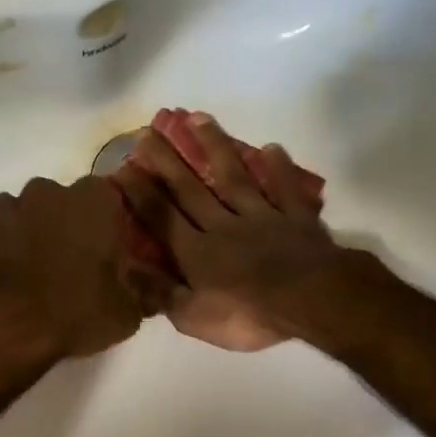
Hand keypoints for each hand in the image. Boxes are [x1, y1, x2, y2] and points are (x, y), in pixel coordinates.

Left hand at [0, 176, 172, 373]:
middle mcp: (45, 191)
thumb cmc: (73, 312)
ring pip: (17, 216)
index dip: (104, 228)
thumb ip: (141, 293)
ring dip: (22, 238)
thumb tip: (154, 290)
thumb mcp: (126, 314)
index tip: (103, 256)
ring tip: (24, 280)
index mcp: (92, 201)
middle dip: (61, 229)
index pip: (106, 201)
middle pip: (58, 204)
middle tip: (64, 270)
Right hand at [112, 114, 345, 350]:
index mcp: (196, 253)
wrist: (312, 301)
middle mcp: (223, 225)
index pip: (162, 217)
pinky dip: (278, 168)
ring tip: (199, 118)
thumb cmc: (249, 315)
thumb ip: (160, 292)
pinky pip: (284, 189)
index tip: (122, 167)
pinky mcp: (296, 218)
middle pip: (191, 189)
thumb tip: (126, 268)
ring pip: (234, 177)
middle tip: (149, 131)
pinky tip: (271, 148)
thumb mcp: (193, 318)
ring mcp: (262, 217)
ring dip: (215, 147)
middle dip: (167, 161)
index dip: (141, 194)